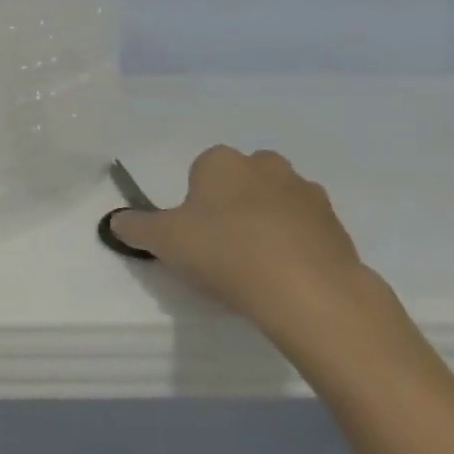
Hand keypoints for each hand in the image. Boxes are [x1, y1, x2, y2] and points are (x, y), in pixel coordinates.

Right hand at [110, 146, 397, 347]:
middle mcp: (267, 166)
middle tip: (220, 246)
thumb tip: (115, 220)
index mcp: (223, 161)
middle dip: (232, 205)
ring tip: (254, 267)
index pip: (201, 169)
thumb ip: (135, 227)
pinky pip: (305, 231)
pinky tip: (282, 278)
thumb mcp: (163, 241)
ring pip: (276, 203)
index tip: (192, 233)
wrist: (308, 292)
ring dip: (265, 224)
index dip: (194, 201)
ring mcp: (308, 194)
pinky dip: (294, 247)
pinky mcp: (338, 227)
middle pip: (241, 182)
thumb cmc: (224, 252)